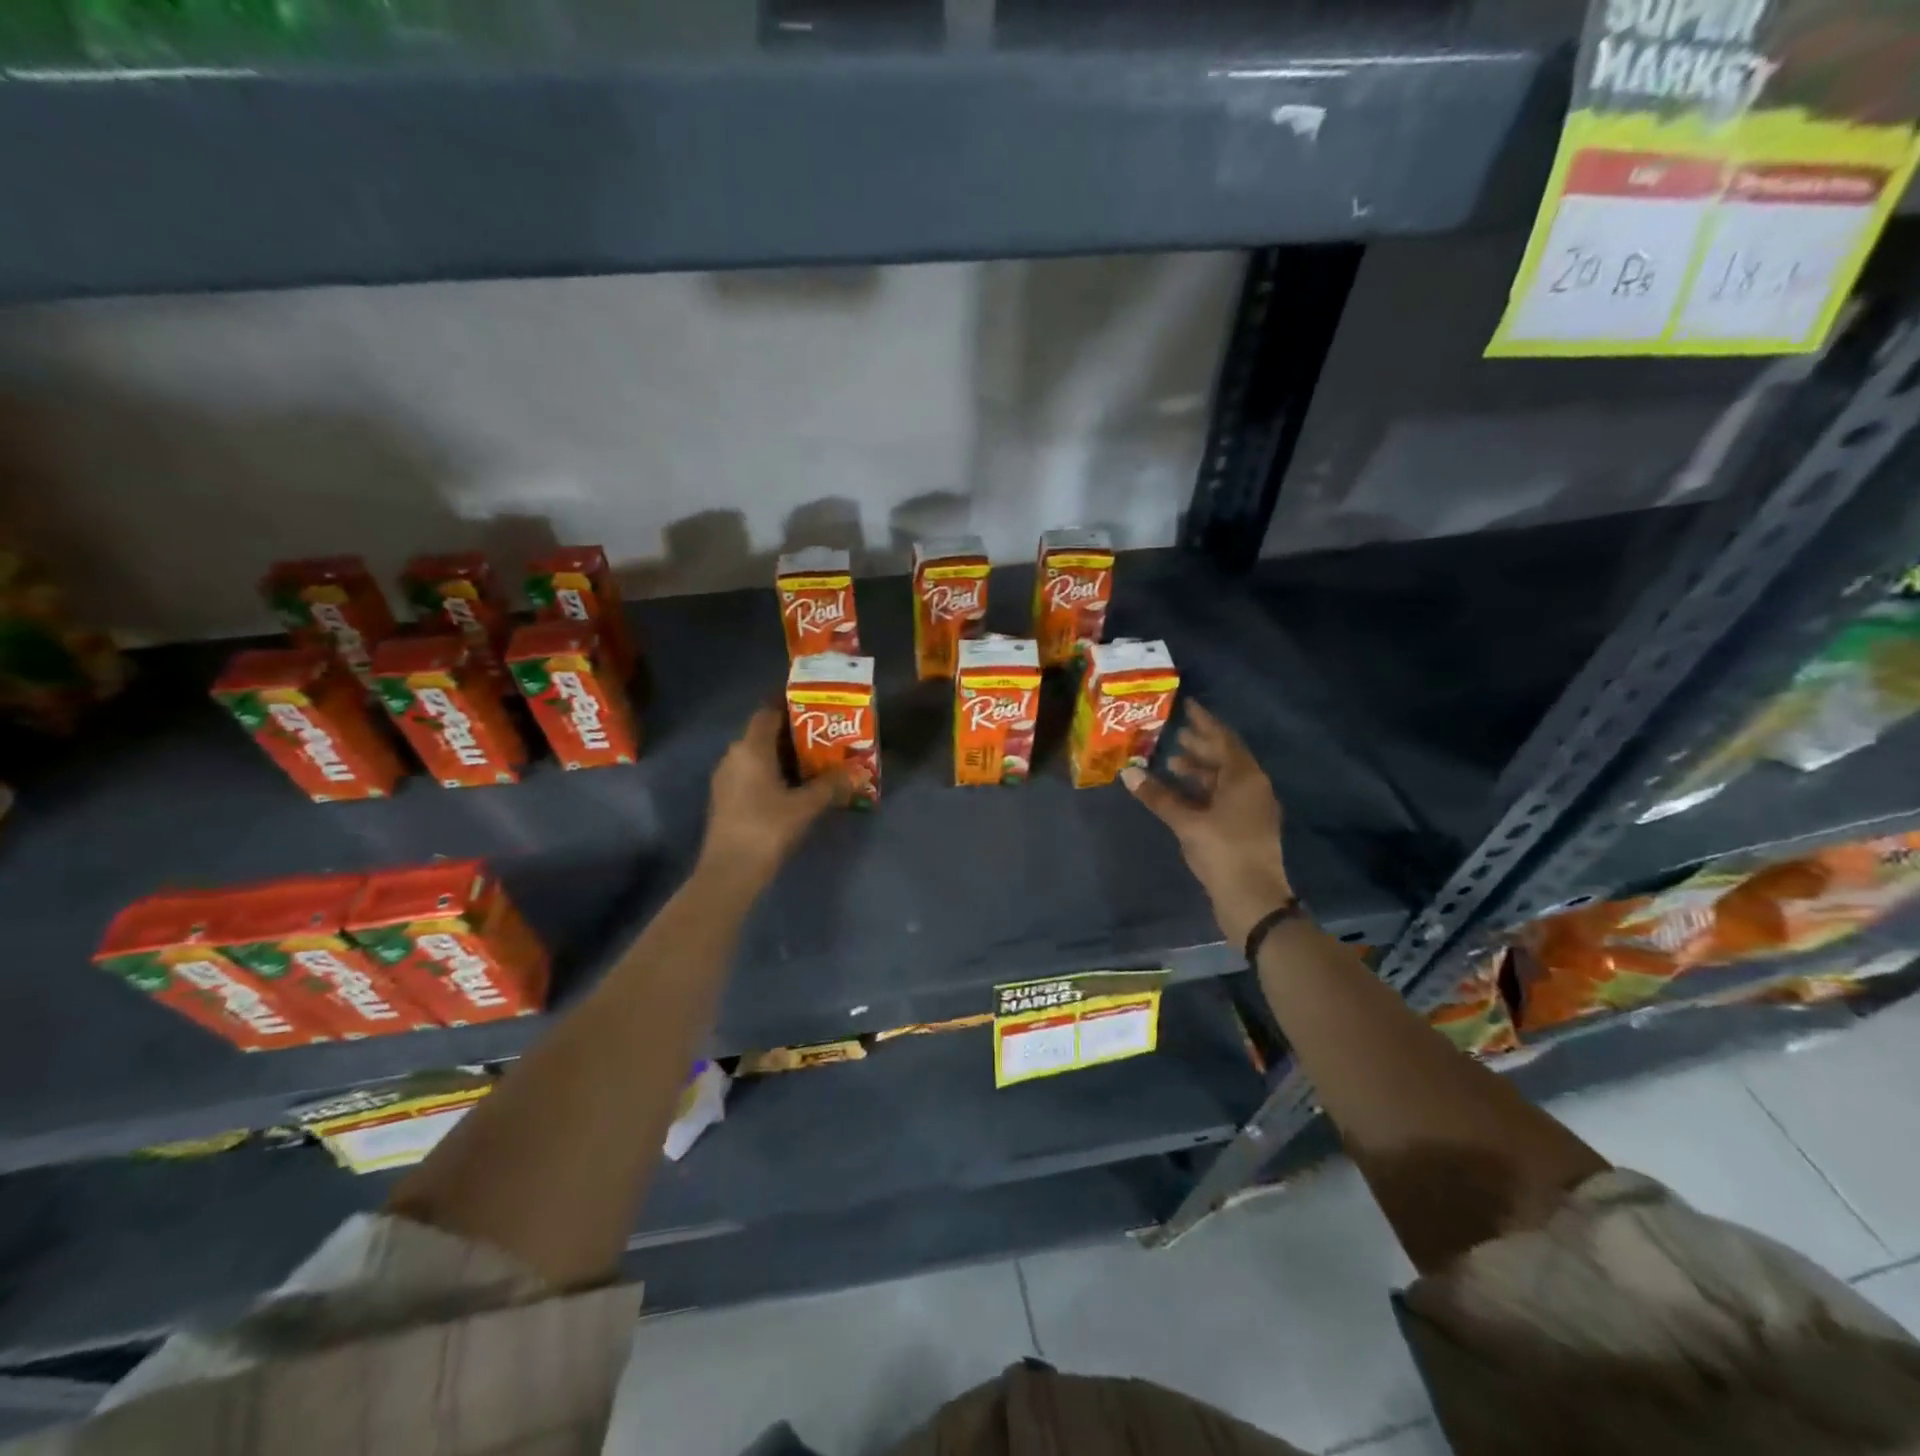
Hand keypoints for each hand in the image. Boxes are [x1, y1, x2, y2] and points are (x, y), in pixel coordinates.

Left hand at [699, 705, 845, 889]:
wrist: (729, 872)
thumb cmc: (767, 828)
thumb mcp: (805, 806)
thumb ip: (831, 785)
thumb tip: (859, 771)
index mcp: (750, 749)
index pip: (768, 713)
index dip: (789, 705)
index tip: (815, 706)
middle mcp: (734, 756)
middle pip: (764, 734)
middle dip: (793, 733)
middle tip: (824, 735)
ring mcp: (726, 779)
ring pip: (757, 756)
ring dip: (783, 756)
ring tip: (815, 760)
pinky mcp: (726, 800)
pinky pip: (752, 774)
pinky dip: (772, 773)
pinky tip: (794, 787)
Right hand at [1122, 701, 1293, 946]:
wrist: (1253, 900)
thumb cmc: (1222, 852)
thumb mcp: (1186, 822)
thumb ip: (1158, 796)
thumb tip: (1128, 773)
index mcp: (1245, 778)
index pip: (1223, 739)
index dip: (1205, 722)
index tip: (1188, 706)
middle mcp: (1253, 787)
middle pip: (1226, 757)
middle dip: (1201, 745)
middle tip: (1174, 734)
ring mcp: (1252, 809)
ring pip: (1224, 779)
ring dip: (1200, 769)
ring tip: (1171, 762)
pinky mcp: (1245, 827)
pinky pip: (1223, 797)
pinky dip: (1203, 790)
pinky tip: (1181, 795)